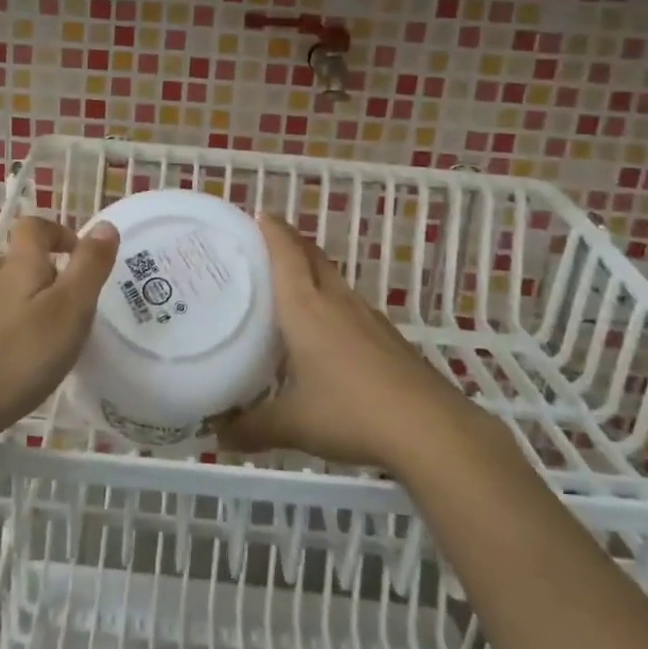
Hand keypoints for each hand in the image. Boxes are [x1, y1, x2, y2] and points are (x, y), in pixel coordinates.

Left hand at [0, 215, 118, 454]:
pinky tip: (25, 368)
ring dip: (36, 309)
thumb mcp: (69, 310)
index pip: (33, 227)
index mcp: (17, 266)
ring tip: (57, 344)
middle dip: (54, 277)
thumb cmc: (18, 357)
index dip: (59, 233)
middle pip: (23, 263)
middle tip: (80, 312)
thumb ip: (89, 267)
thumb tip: (104, 225)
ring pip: (11, 297)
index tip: (82, 258)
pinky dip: (17, 336)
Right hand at [216, 215, 467, 473]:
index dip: (272, 230)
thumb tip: (218, 436)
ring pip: (334, 279)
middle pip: (312, 257)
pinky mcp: (388, 336)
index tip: (258, 212)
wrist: (429, 428)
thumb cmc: (350, 412)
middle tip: (265, 242)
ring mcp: (367, 317)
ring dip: (313, 270)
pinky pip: (350, 305)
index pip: (286, 254)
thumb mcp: (292, 424)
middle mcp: (336, 302)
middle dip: (290, 242)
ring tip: (290, 283)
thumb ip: (251, 427)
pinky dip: (332, 301)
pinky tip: (327, 329)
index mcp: (306, 308)